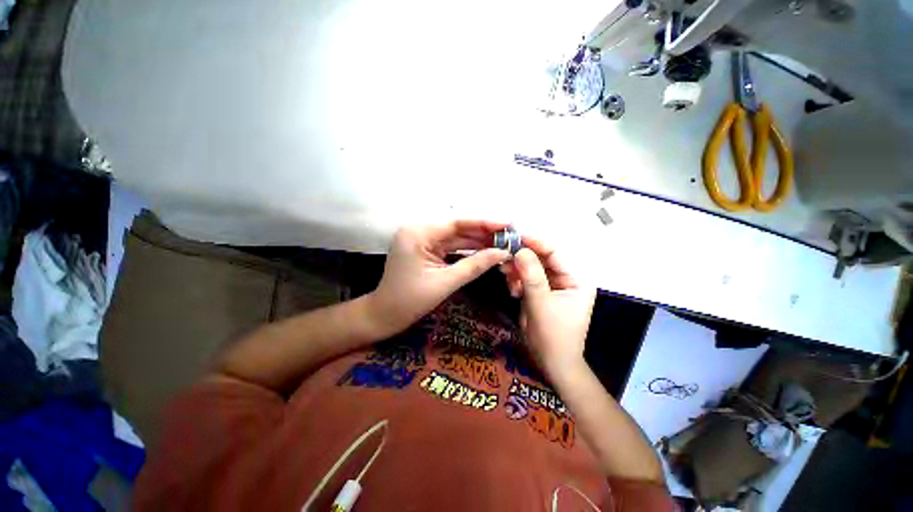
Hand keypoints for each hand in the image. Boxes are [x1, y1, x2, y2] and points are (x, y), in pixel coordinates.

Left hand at [368, 221, 509, 335]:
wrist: (385, 315)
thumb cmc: (410, 301)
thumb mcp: (446, 283)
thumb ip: (475, 265)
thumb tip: (503, 253)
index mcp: (418, 234)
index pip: (457, 223)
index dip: (484, 223)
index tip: (507, 224)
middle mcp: (419, 230)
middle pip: (457, 229)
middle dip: (483, 233)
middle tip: (509, 235)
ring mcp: (422, 239)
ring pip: (455, 237)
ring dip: (478, 241)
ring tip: (502, 242)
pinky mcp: (425, 248)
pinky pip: (450, 246)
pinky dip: (467, 249)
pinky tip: (485, 249)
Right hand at [502, 237, 595, 379]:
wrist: (551, 363)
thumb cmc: (553, 335)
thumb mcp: (541, 303)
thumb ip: (531, 275)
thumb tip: (520, 249)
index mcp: (576, 279)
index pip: (555, 253)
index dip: (535, 243)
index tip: (514, 237)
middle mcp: (566, 278)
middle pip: (542, 259)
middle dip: (522, 259)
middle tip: (504, 260)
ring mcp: (553, 286)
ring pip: (532, 268)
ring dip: (518, 270)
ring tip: (506, 276)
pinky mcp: (541, 292)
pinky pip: (527, 279)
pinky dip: (517, 281)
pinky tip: (512, 290)